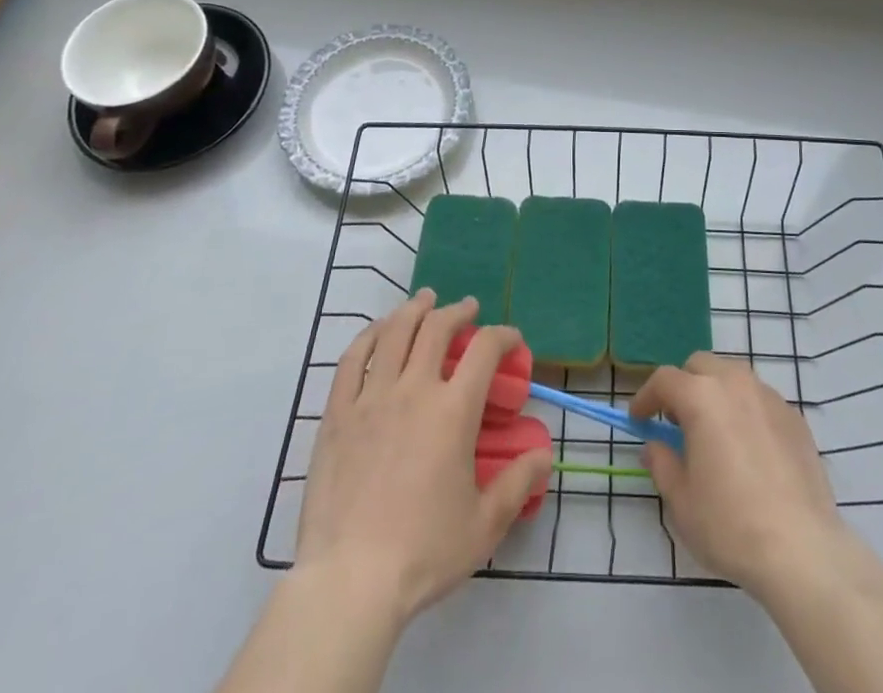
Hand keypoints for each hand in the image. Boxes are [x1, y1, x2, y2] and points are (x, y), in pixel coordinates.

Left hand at [295, 290, 551, 626]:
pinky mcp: (337, 414)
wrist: (350, 582)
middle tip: (466, 308)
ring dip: (413, 309)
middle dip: (457, 311)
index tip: (511, 340)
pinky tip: (377, 331)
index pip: (484, 349)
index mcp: (453, 410)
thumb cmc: (424, 552)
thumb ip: (518, 483)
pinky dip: (368, 336)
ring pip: (393, 332)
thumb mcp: (484, 524)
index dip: (503, 335)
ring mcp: (371, 398)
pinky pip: (352, 359)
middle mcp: (414, 389)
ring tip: (424, 300)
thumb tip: (544, 455)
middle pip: (436, 327)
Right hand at [632, 352, 851, 600]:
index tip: (638, 420)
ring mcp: (769, 397)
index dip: (646, 397)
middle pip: (701, 365)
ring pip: (733, 376)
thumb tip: (655, 446)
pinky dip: (746, 411)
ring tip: (715, 433)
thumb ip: (662, 463)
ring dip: (716, 393)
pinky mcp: (795, 418)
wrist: (801, 549)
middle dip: (683, 386)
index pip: (664, 379)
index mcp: (701, 397)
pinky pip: (760, 400)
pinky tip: (749, 449)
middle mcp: (735, 383)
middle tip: (677, 422)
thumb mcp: (681, 500)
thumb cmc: (730, 524)